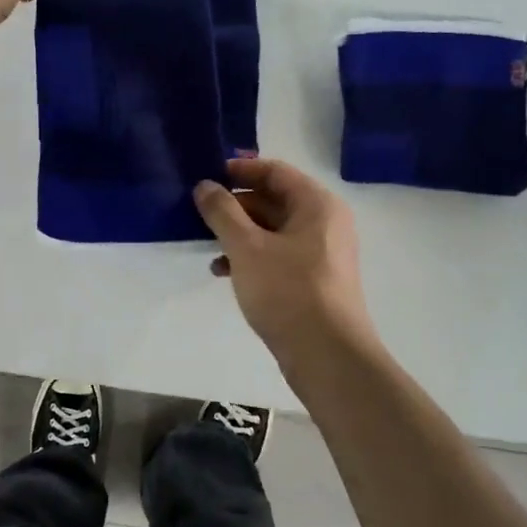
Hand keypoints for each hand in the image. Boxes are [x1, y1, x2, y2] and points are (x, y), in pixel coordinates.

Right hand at [194, 158, 378, 360]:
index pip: (275, 171)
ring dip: (239, 233)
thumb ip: (222, 212)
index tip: (207, 176)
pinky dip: (251, 257)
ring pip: (272, 230)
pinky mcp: (313, 280)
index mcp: (316, 205)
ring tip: (207, 245)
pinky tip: (223, 271)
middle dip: (235, 206)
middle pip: (274, 200)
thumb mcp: (247, 247)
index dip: (240, 170)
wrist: (327, 355)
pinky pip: (278, 255)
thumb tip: (205, 186)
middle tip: (199, 213)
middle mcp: (324, 223)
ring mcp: (321, 253)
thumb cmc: (288, 291)